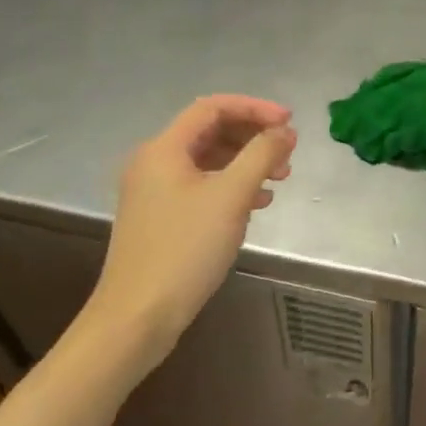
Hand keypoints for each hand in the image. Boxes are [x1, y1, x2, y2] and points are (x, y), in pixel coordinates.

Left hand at [92, 95, 295, 349]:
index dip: (255, 108)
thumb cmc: (185, 249)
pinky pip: (202, 186)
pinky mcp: (161, 218)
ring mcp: (155, 192)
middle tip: (287, 153)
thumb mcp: (231, 196)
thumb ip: (262, 155)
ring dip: (247, 162)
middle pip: (211, 131)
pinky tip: (257, 203)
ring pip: (209, 160)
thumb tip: (284, 131)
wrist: (137, 318)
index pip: (213, 107)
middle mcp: (154, 163)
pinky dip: (232, 186)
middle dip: (253, 136)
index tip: (289, 123)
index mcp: (163, 149)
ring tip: (280, 179)